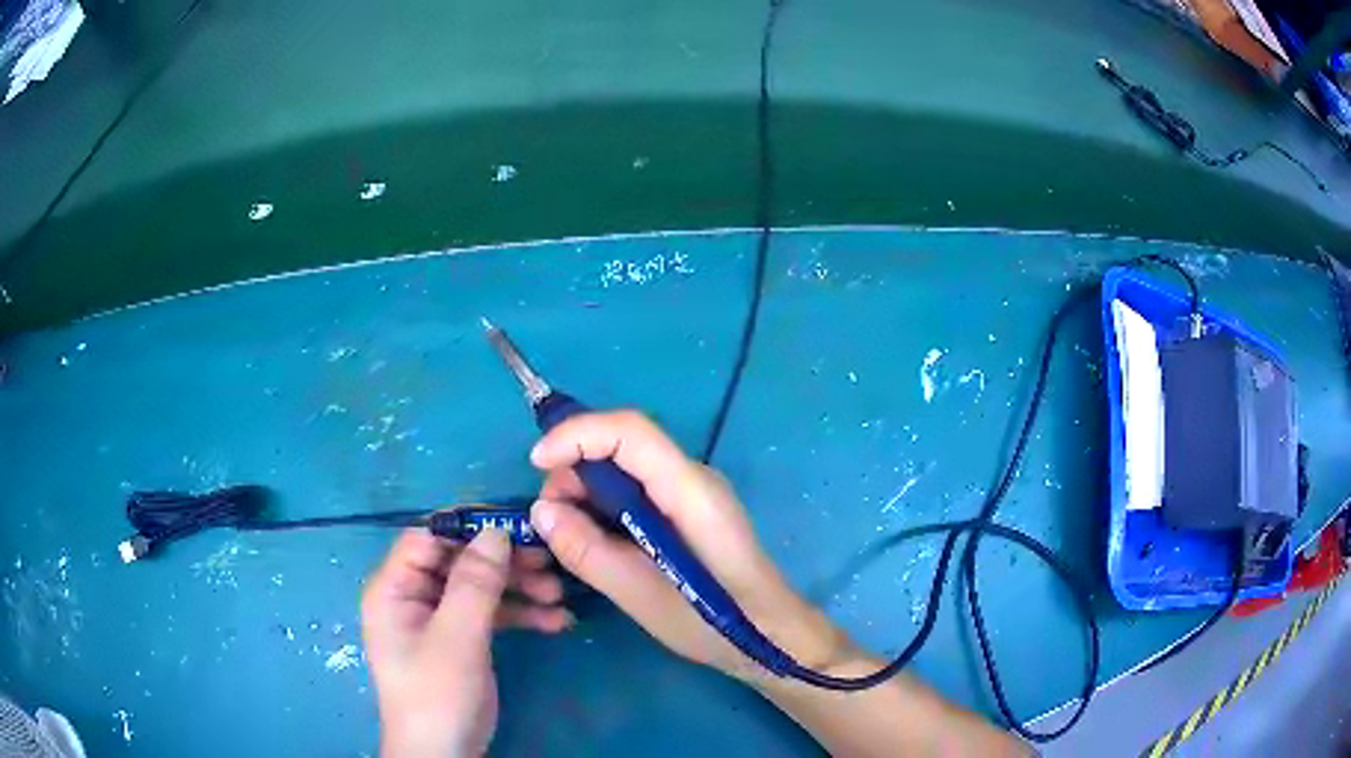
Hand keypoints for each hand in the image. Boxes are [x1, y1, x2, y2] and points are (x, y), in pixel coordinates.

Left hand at [361, 526, 572, 757]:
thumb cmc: (438, 694)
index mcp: (395, 588)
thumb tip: (496, 529)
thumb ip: (475, 583)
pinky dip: (520, 614)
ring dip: (519, 588)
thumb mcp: (457, 638)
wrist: (444, 754)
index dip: (469, 527)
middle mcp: (413, 596)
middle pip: (459, 560)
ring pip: (480, 586)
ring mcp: (438, 619)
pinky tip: (555, 621)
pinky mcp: (461, 639)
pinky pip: (490, 614)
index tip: (517, 526)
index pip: (428, 538)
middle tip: (549, 562)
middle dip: (504, 562)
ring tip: (559, 595)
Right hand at [528, 411, 854, 682]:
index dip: (578, 434)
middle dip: (575, 470)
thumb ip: (587, 552)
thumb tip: (541, 510)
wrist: (771, 636)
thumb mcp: (641, 596)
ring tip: (570, 539)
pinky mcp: (688, 510)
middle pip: (623, 445)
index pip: (631, 432)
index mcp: (691, 492)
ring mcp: (693, 492)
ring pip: (626, 468)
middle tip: (551, 521)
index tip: (536, 463)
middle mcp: (694, 478)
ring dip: (587, 492)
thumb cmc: (714, 623)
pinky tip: (596, 541)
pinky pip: (637, 489)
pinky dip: (605, 506)